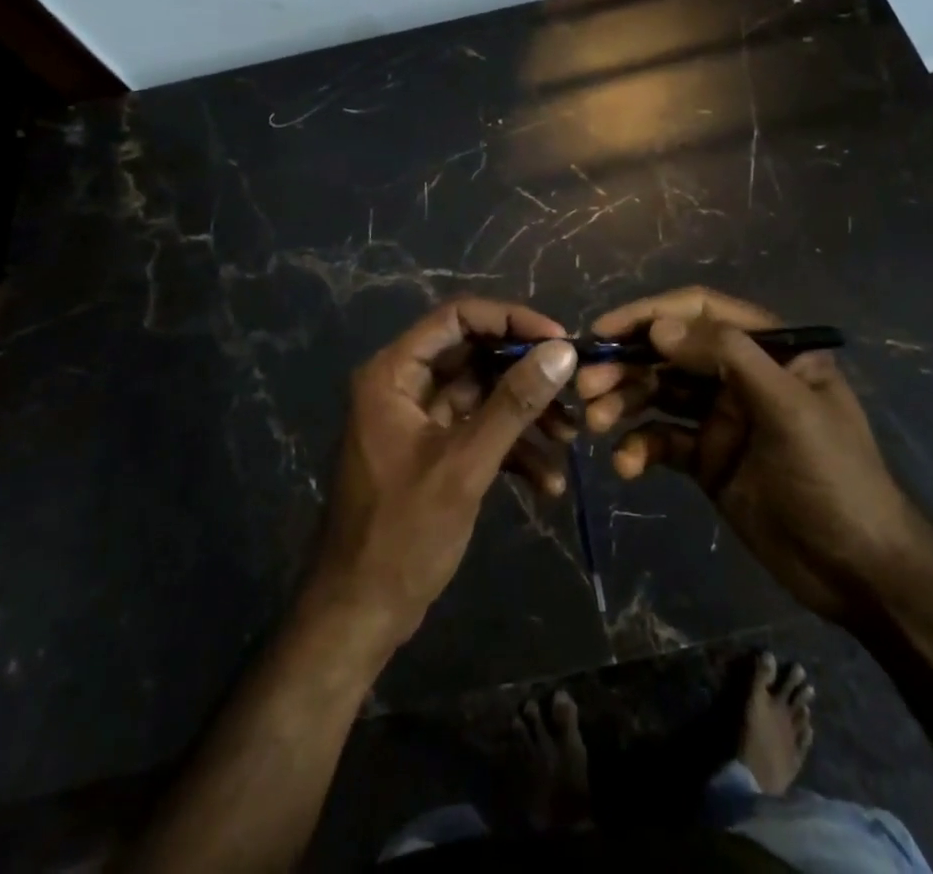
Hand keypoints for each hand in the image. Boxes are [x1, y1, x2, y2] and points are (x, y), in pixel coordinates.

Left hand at [305, 299, 579, 661]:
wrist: (359, 615)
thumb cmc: (402, 534)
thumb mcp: (464, 465)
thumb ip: (513, 403)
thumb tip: (562, 350)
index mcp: (395, 373)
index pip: (457, 317)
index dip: (510, 320)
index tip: (559, 340)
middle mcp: (405, 385)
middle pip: (475, 355)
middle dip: (526, 373)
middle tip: (573, 388)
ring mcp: (420, 420)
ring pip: (483, 394)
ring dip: (526, 414)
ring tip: (570, 437)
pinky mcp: (434, 452)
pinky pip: (479, 431)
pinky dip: (512, 449)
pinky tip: (547, 482)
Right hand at [577, 287, 914, 622]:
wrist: (859, 572)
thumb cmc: (834, 477)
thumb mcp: (789, 408)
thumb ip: (728, 357)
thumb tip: (660, 326)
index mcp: (768, 348)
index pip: (701, 311)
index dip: (650, 314)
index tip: (605, 330)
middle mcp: (740, 374)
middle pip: (670, 352)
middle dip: (627, 364)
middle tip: (587, 386)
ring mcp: (721, 417)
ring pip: (659, 393)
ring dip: (624, 402)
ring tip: (597, 423)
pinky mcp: (707, 459)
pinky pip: (663, 441)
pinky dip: (639, 448)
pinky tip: (627, 465)